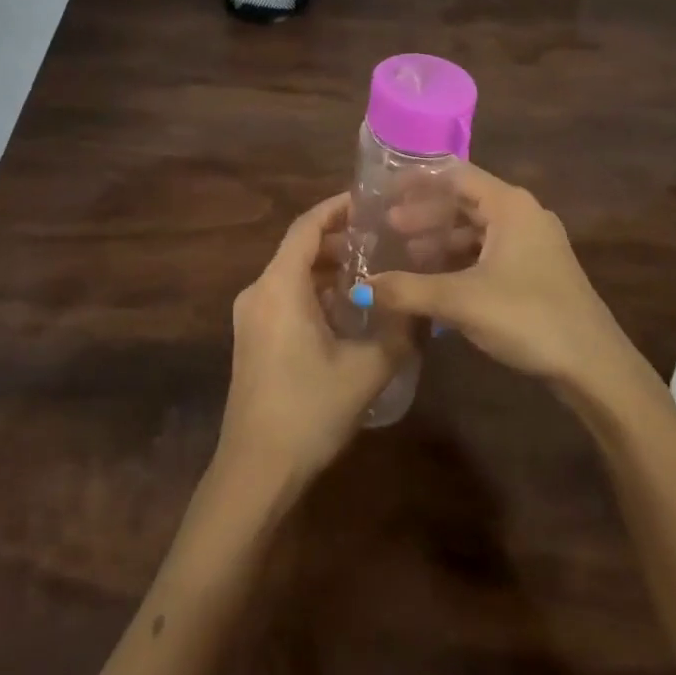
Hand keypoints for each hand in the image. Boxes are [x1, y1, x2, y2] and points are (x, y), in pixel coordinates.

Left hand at [217, 194, 409, 487]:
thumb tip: (425, 306)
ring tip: (372, 270)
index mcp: (279, 286)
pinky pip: (285, 296)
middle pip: (299, 248)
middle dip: (339, 239)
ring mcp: (251, 317)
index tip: (370, 201)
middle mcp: (258, 291)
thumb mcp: (366, 370)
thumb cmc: (308, 410)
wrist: (255, 473)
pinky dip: (314, 290)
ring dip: (327, 267)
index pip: (307, 226)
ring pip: (292, 274)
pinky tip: (347, 309)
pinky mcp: (252, 340)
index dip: (337, 208)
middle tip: (382, 238)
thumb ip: (400, 331)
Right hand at [361, 165, 630, 390]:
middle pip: (465, 201)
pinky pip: (491, 252)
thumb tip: (359, 289)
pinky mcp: (538, 271)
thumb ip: (408, 290)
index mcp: (510, 205)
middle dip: (426, 214)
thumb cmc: (528, 317)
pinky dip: (462, 259)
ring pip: (478, 230)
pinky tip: (439, 282)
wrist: (595, 367)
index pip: (455, 175)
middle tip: (388, 228)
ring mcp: (534, 244)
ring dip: (442, 239)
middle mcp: (524, 214)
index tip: (385, 191)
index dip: (418, 182)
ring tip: (407, 256)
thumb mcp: (461, 301)